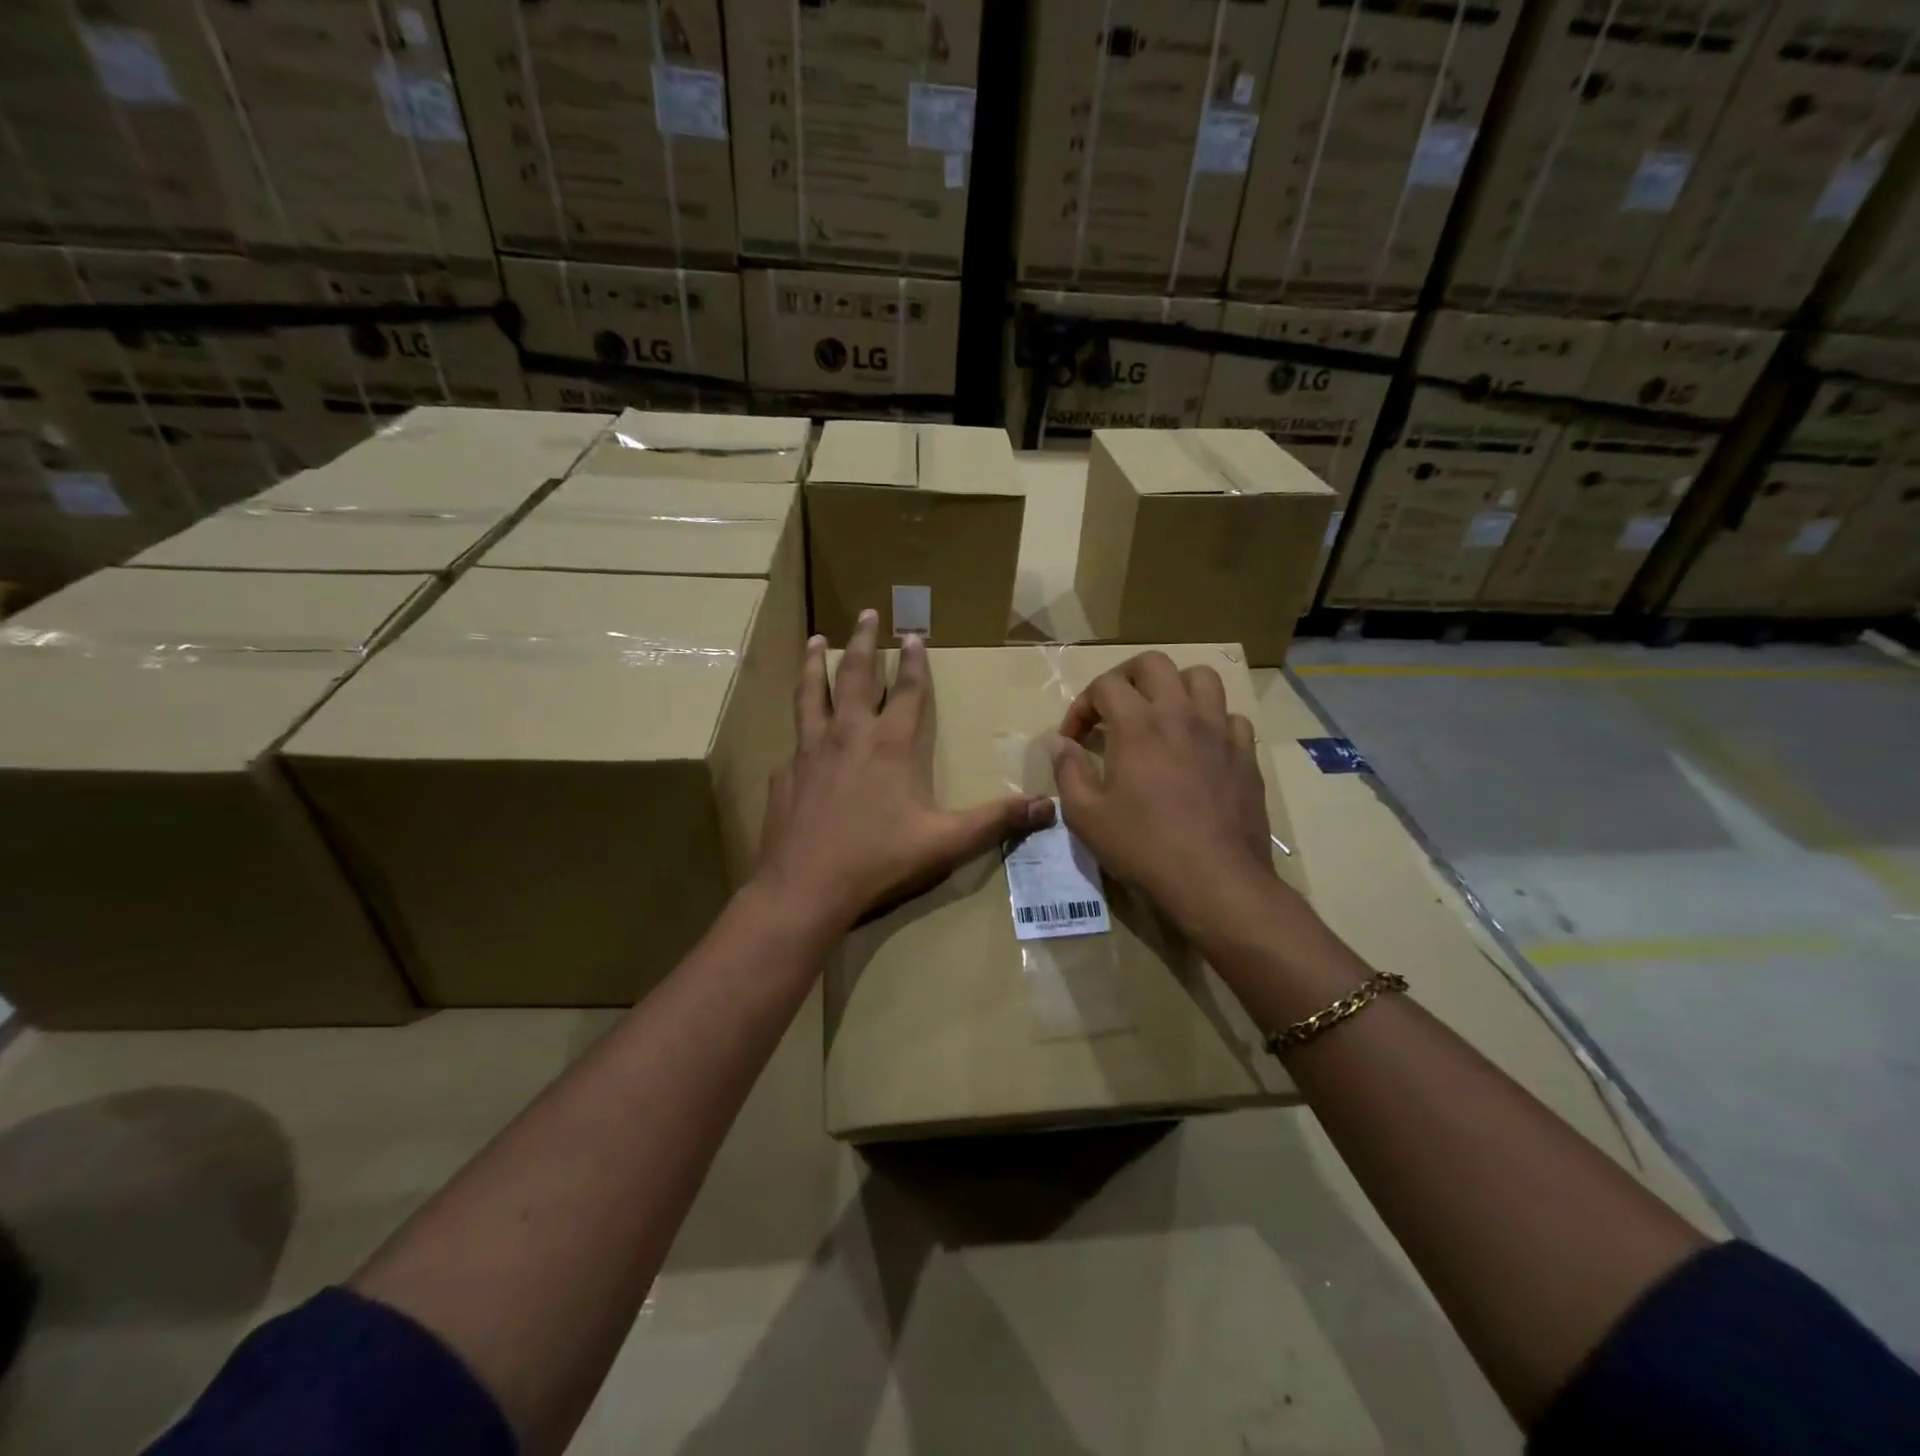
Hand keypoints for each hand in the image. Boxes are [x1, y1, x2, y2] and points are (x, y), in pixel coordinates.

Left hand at [756, 609, 1055, 932]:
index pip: (906, 690)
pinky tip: (796, 734)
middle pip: (853, 675)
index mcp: (889, 744)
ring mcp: (809, 751)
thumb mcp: (946, 841)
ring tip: (815, 639)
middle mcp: (848, 735)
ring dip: (814, 663)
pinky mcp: (784, 774)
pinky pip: (793, 741)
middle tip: (865, 613)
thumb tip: (1047, 808)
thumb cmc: (879, 859)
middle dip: (862, 641)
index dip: (913, 660)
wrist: (805, 886)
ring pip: (811, 694)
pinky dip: (799, 728)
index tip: (913, 633)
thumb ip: (995, 821)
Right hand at [1051, 651, 1275, 933]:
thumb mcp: (1086, 815)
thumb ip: (1068, 771)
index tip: (1074, 739)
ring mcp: (1219, 731)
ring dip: (1175, 687)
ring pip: (1201, 678)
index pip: (1105, 685)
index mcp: (1138, 724)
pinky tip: (1200, 746)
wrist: (1215, 880)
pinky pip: (1231, 717)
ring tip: (1161, 715)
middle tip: (1114, 709)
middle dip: (1126, 678)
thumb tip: (1058, 742)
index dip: (1081, 706)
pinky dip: (1211, 721)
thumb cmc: (1143, 847)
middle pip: (1153, 663)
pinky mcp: (1245, 754)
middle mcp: (1180, 714)